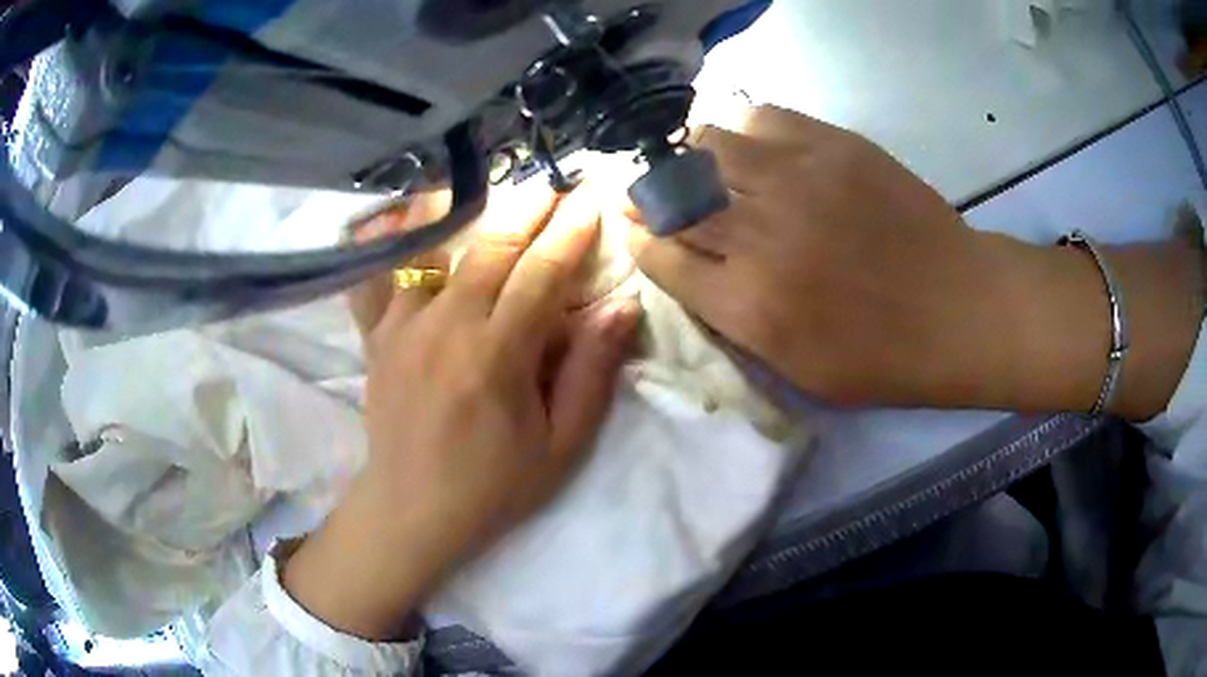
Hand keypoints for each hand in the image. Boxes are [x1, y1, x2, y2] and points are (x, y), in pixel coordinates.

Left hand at [284, 184, 640, 639]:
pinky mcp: (375, 337)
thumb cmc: (493, 485)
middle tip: (551, 183)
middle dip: (526, 208)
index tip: (590, 201)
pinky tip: (393, 218)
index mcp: (496, 356)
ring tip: (481, 183)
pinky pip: (375, 277)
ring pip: (430, 248)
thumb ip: (590, 372)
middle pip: (489, 247)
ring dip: (460, 211)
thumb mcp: (561, 445)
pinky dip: (385, 243)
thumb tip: (621, 306)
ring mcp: (402, 327)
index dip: (570, 233)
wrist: (413, 510)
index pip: (541, 274)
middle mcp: (445, 327)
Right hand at [627, 106, 1203, 416]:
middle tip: (652, 196)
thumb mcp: (798, 371)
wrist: (960, 309)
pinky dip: (742, 129)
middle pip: (674, 197)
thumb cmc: (883, 358)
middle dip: (650, 197)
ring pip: (706, 145)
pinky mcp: (832, 144)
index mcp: (751, 306)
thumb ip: (735, 321)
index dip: (641, 241)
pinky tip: (753, 147)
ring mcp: (798, 179)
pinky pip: (760, 116)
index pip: (662, 258)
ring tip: (703, 169)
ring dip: (693, 159)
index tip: (636, 233)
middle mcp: (762, 234)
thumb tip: (691, 271)